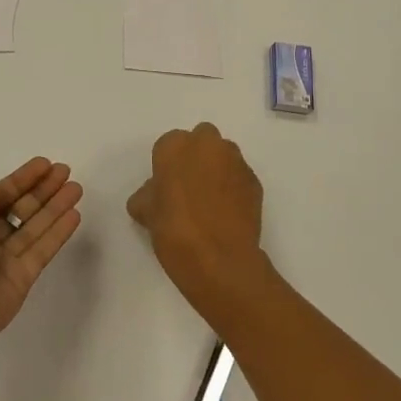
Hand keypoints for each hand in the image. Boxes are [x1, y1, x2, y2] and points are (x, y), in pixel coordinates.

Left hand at [0, 157, 83, 358]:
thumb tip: (3, 196)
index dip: (22, 178)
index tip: (46, 164)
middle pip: (18, 208)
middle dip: (42, 190)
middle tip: (66, 172)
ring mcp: (1, 260)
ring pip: (33, 227)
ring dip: (55, 207)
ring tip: (77, 188)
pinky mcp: (21, 280)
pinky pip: (42, 250)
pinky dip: (58, 232)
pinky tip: (74, 214)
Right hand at [127, 123, 273, 325]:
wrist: (219, 261)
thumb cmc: (174, 231)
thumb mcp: (145, 213)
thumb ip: (147, 195)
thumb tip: (153, 194)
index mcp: (175, 146)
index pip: (167, 145)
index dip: (166, 166)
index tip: (165, 187)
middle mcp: (208, 145)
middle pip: (201, 140)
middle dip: (196, 156)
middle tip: (187, 187)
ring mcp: (235, 162)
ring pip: (224, 155)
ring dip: (216, 168)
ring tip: (209, 201)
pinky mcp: (255, 182)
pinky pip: (239, 176)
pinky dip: (233, 187)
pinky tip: (226, 213)